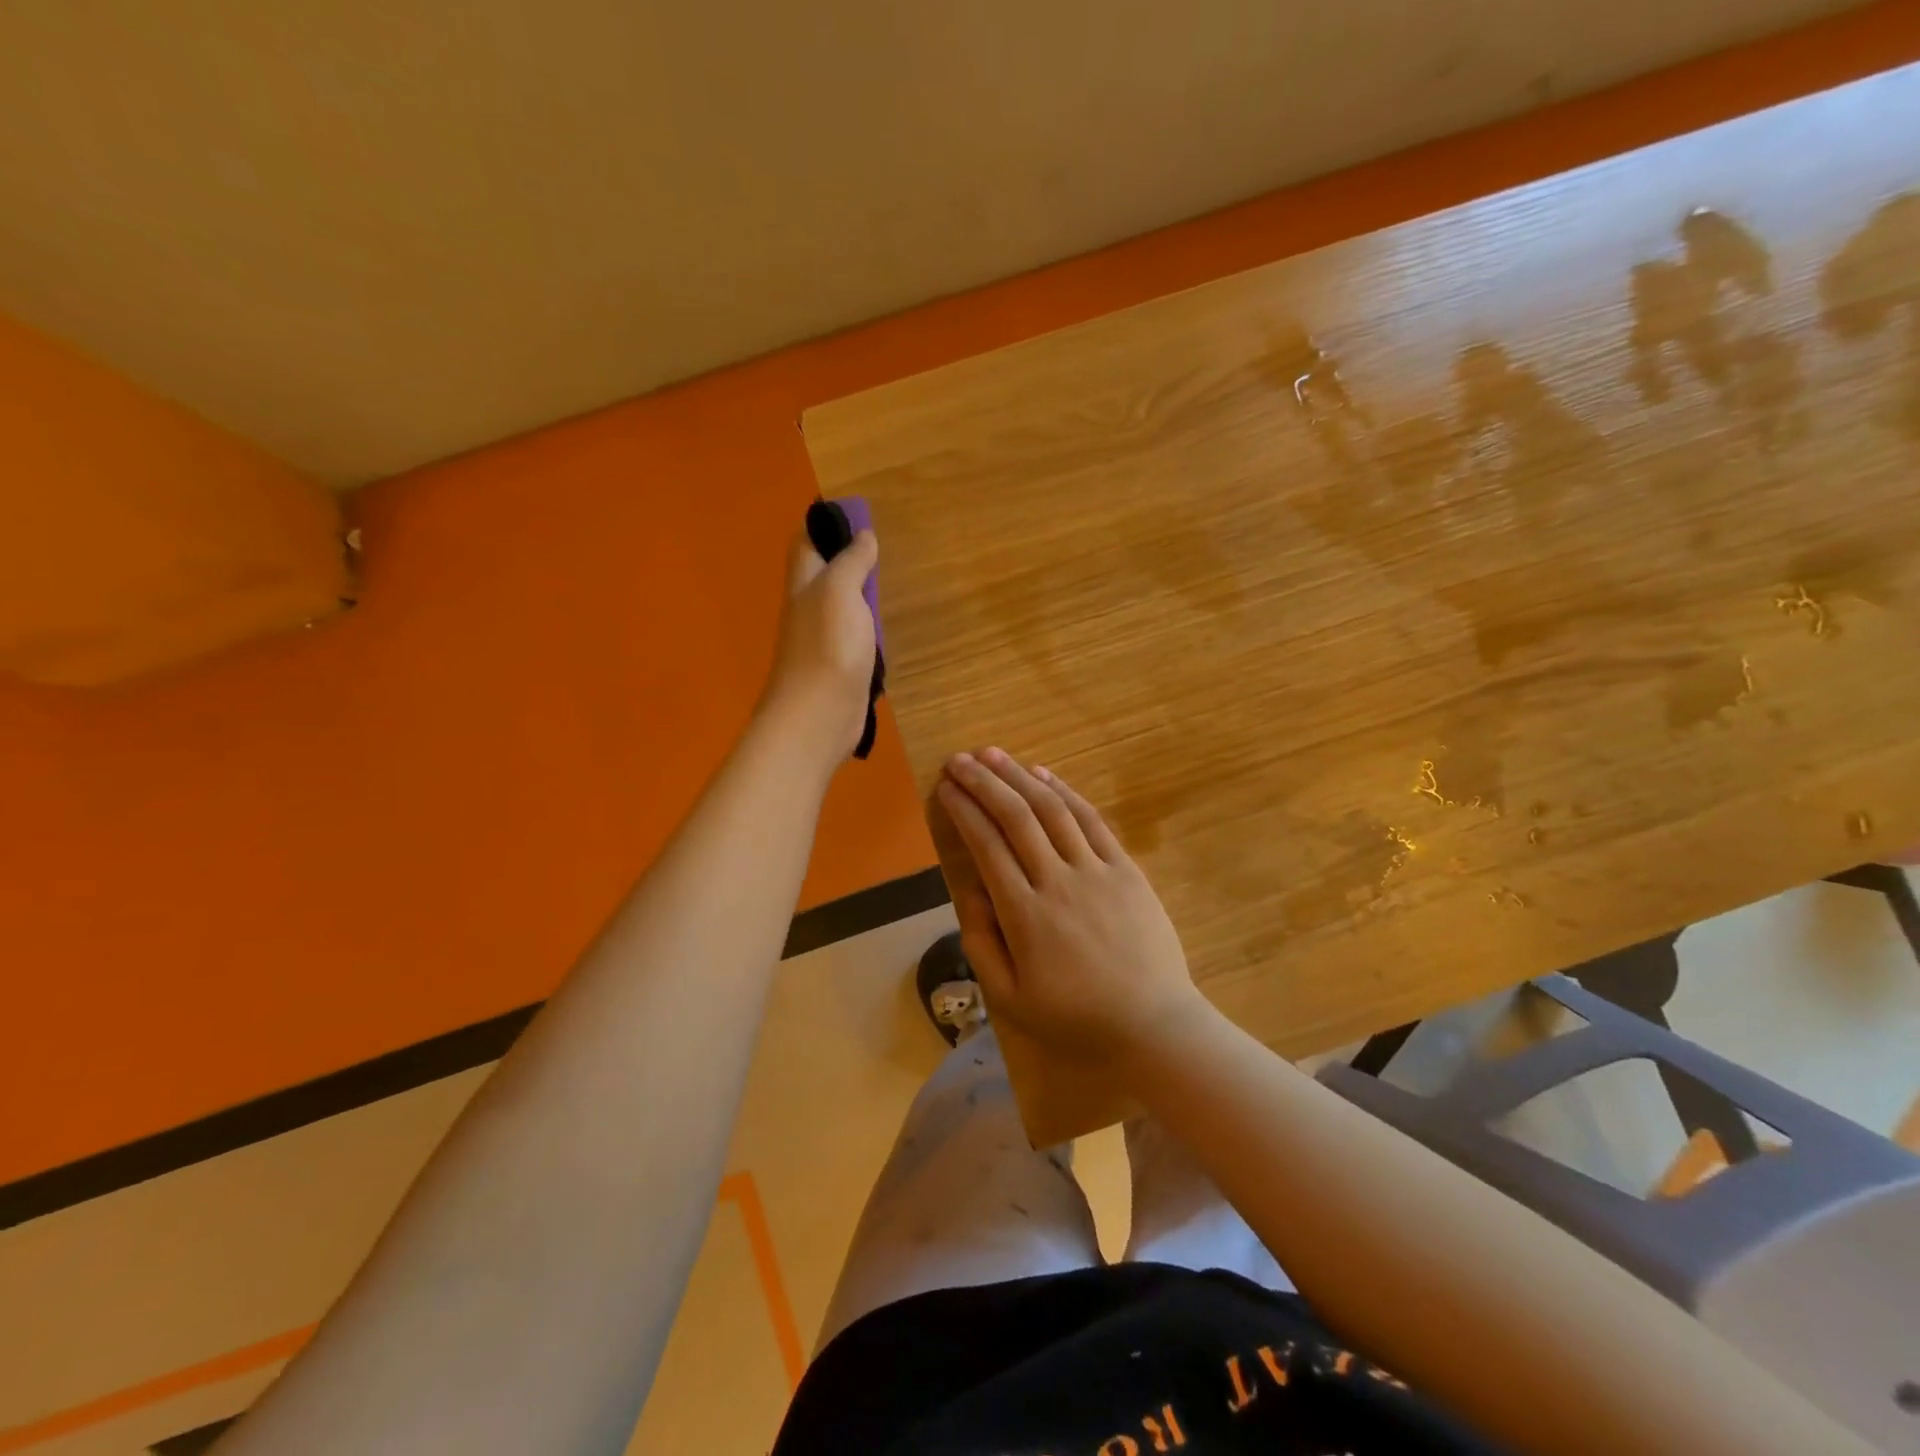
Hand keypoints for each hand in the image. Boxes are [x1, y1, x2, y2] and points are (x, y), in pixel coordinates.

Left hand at [759, 526, 877, 764]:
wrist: (818, 717)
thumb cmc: (828, 647)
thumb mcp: (840, 591)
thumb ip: (851, 562)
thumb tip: (863, 536)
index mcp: (803, 585)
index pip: (806, 543)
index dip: (823, 524)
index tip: (853, 513)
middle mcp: (808, 609)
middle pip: (823, 574)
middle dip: (846, 559)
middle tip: (880, 548)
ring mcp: (823, 641)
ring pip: (842, 608)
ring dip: (860, 596)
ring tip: (889, 582)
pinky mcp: (840, 668)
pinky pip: (855, 638)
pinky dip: (869, 629)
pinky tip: (886, 628)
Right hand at [932, 747, 1204, 1062]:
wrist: (1153, 1025)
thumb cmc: (1076, 1017)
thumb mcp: (1010, 999)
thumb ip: (981, 943)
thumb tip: (968, 890)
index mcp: (1024, 914)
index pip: (987, 846)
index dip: (963, 810)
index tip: (945, 787)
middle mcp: (1057, 881)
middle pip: (1015, 817)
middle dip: (983, 783)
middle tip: (958, 759)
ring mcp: (1096, 870)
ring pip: (1051, 809)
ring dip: (1019, 776)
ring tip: (992, 754)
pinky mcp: (1126, 869)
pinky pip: (1091, 820)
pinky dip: (1065, 792)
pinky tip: (1043, 774)